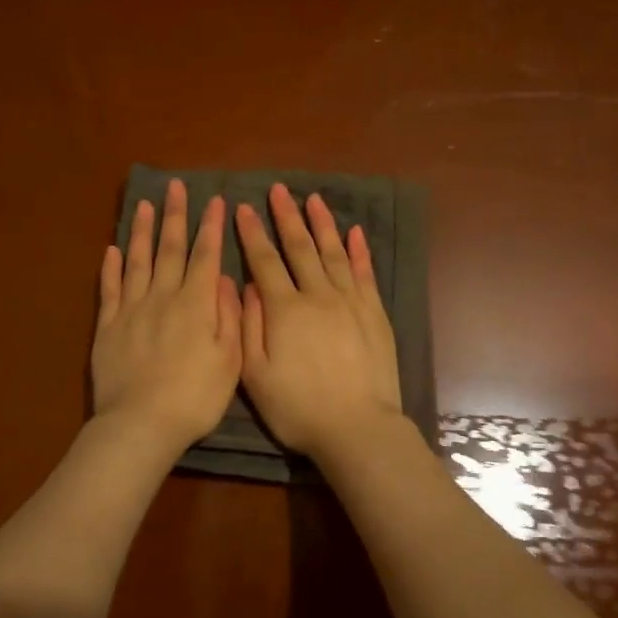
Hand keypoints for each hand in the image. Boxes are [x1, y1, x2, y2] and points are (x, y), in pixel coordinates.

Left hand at [92, 179, 242, 454]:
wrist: (141, 423)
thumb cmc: (195, 397)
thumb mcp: (230, 360)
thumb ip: (229, 315)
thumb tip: (225, 278)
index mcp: (196, 304)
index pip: (206, 256)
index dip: (211, 227)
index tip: (215, 201)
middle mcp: (163, 297)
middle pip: (170, 249)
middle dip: (175, 216)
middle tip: (175, 186)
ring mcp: (131, 309)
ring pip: (137, 260)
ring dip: (141, 231)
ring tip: (143, 205)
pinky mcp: (108, 326)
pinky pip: (109, 289)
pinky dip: (110, 267)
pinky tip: (111, 249)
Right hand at [236, 183, 403, 456]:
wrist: (357, 428)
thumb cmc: (298, 408)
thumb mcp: (256, 374)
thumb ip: (248, 326)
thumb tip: (247, 285)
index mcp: (284, 310)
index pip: (264, 261)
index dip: (252, 233)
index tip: (243, 208)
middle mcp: (318, 296)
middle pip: (300, 248)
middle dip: (286, 217)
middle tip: (278, 190)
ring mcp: (350, 302)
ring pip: (334, 253)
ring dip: (322, 224)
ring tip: (313, 199)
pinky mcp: (374, 314)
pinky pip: (365, 274)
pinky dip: (359, 251)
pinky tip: (354, 233)